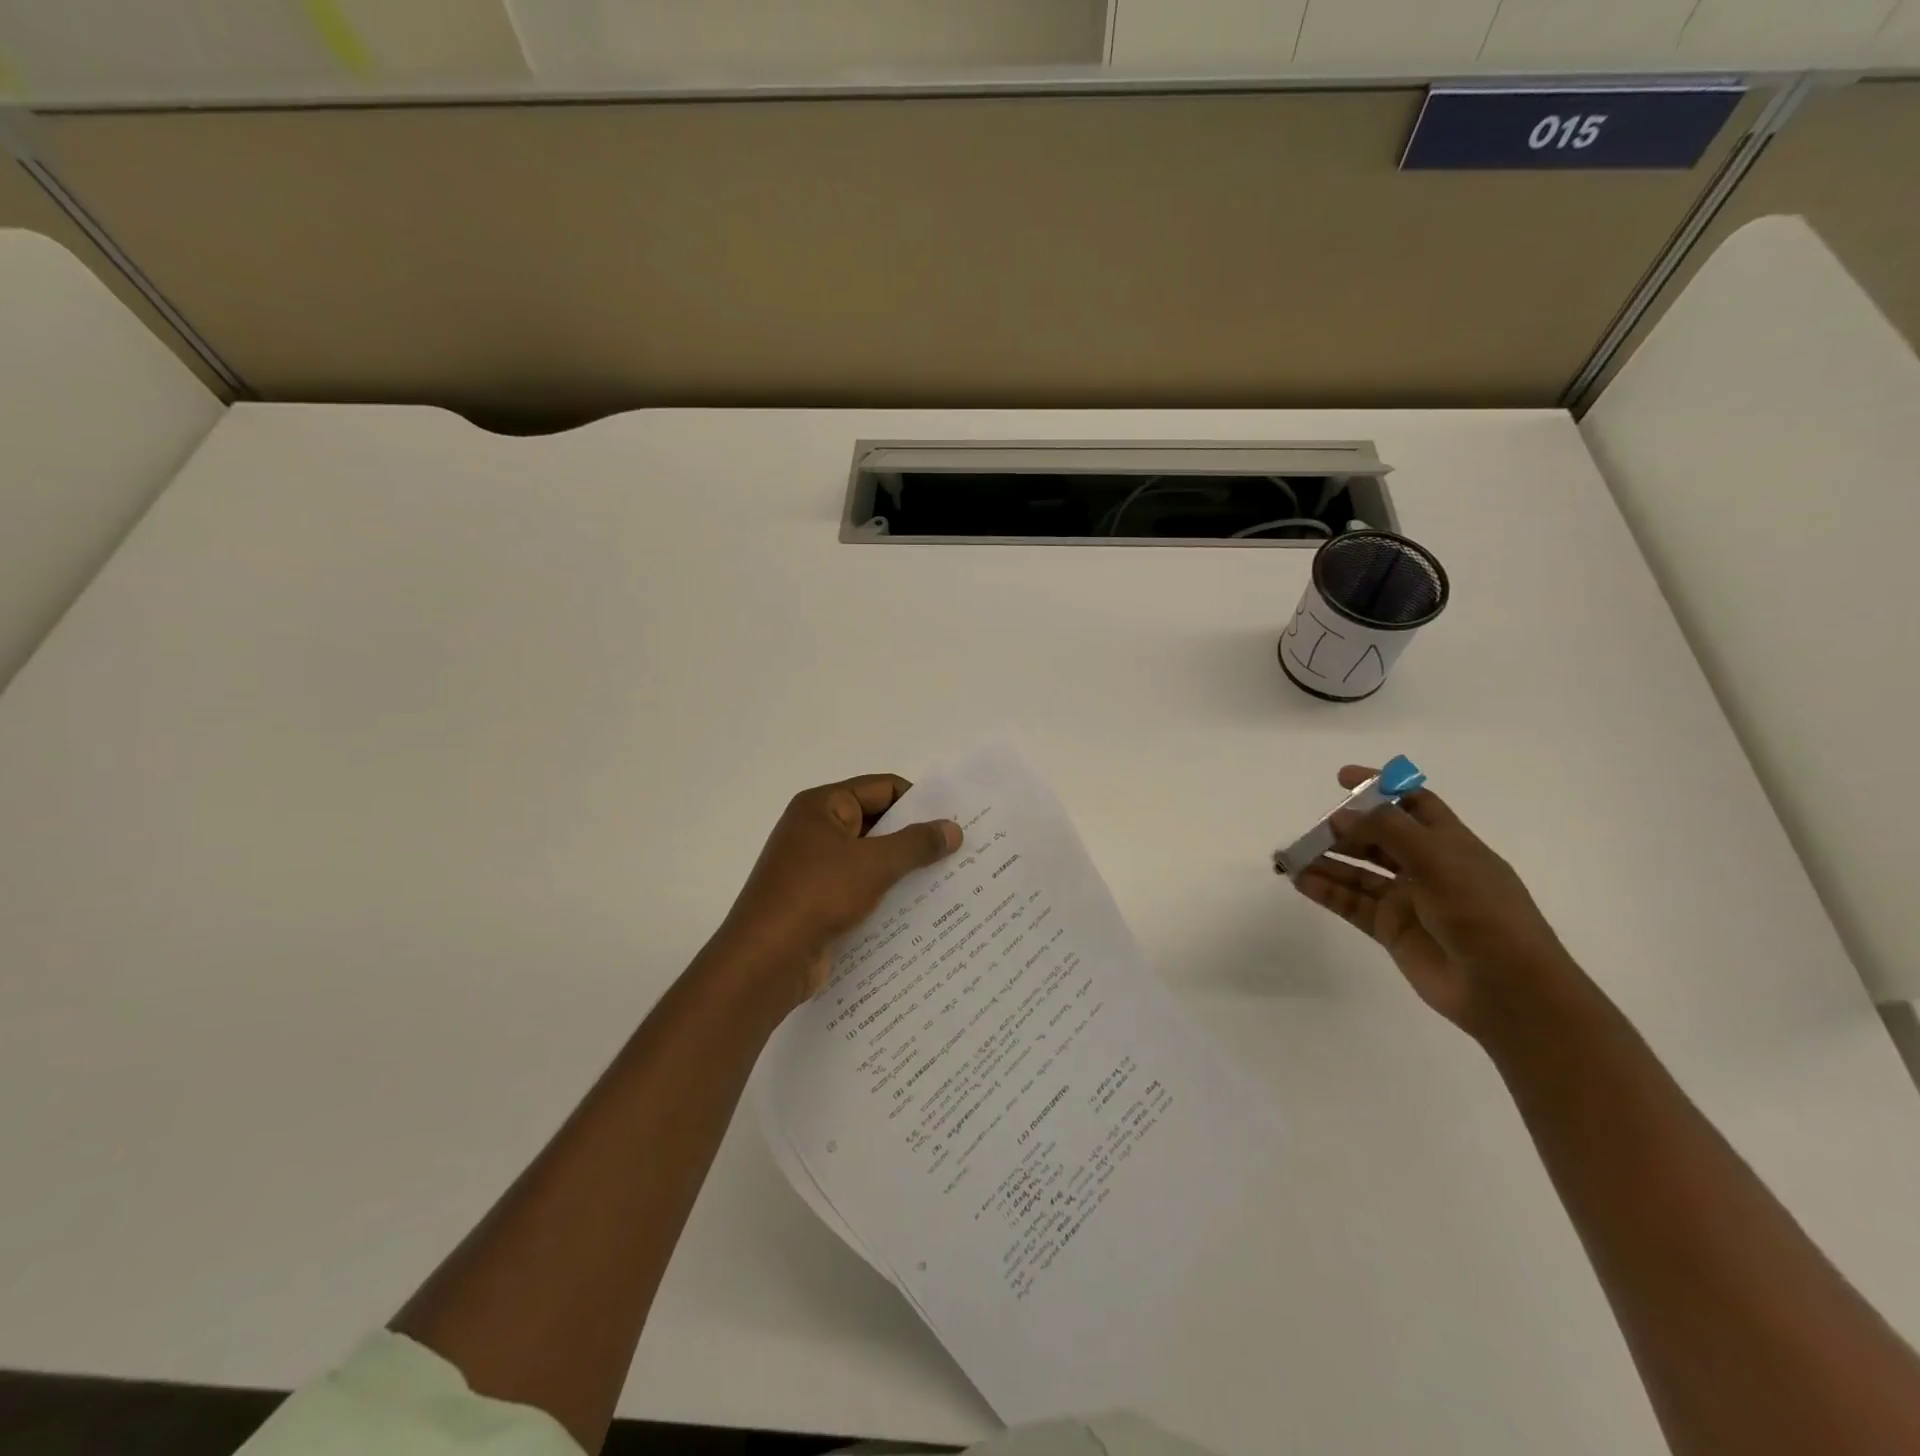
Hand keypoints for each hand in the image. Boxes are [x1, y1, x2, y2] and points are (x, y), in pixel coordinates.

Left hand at [717, 775, 961, 1008]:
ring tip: (946, 881)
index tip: (952, 822)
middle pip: (876, 823)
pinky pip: (859, 889)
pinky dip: (885, 895)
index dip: (918, 801)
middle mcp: (815, 830)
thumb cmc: (817, 895)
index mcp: (822, 806)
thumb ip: (916, 844)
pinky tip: (918, 910)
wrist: (766, 959)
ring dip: (902, 869)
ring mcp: (814, 868)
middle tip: (957, 852)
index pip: (881, 788)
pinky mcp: (817, 902)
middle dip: (913, 838)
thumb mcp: (874, 864)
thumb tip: (953, 828)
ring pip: (869, 859)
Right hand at [1289, 766, 1580, 1037]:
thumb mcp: (1438, 859)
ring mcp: (1408, 900)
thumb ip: (1387, 830)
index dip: (1380, 787)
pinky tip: (1300, 881)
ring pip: (1359, 872)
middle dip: (1345, 829)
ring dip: (1328, 861)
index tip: (1342, 778)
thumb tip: (1342, 815)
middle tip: (1314, 829)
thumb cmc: (1481, 912)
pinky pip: (1352, 904)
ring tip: (1292, 856)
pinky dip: (1326, 891)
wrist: (1505, 987)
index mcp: (1450, 844)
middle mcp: (1427, 867)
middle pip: (1378, 838)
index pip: (1412, 803)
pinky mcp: (1392, 930)